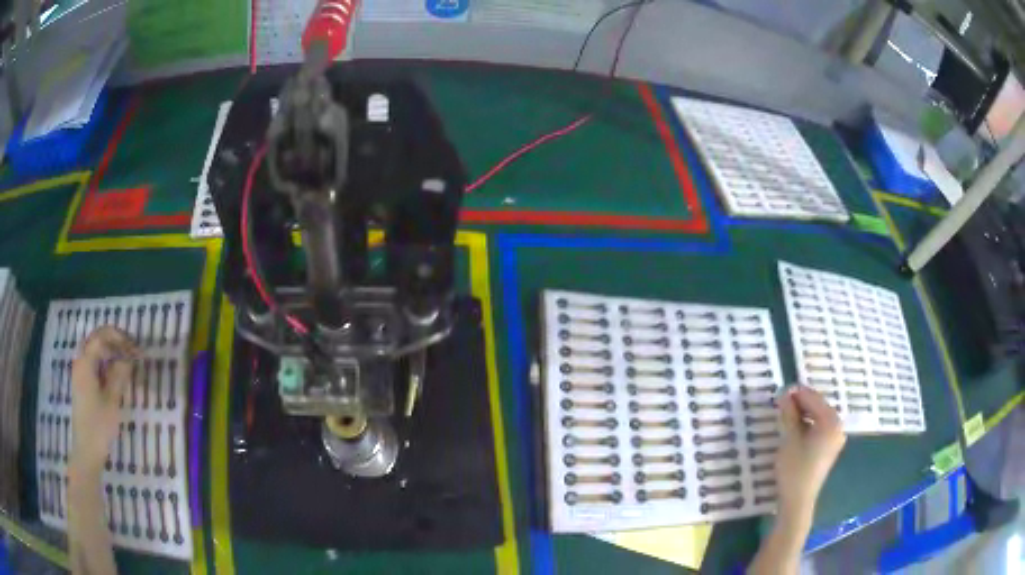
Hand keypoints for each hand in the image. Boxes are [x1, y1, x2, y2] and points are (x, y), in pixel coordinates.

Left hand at [70, 326, 139, 472]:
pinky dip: (103, 360)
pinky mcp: (81, 383)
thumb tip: (128, 358)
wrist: (86, 450)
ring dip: (108, 349)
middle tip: (129, 348)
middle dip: (112, 339)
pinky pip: (91, 362)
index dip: (120, 339)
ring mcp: (79, 373)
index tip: (136, 349)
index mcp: (86, 362)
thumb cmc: (99, 426)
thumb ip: (119, 376)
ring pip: (92, 349)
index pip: (102, 338)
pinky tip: (113, 372)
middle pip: (95, 338)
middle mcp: (80, 361)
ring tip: (123, 359)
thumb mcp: (112, 401)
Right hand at [774, 385, 845, 523]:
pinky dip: (807, 424)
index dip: (796, 393)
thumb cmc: (794, 469)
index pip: (813, 398)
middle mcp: (837, 426)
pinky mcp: (829, 448)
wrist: (798, 501)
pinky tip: (794, 428)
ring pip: (818, 417)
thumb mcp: (789, 438)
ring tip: (785, 415)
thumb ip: (789, 414)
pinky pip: (819, 428)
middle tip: (780, 403)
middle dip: (800, 403)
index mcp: (831, 421)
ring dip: (803, 414)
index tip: (779, 392)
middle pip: (818, 406)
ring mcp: (835, 438)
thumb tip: (785, 394)